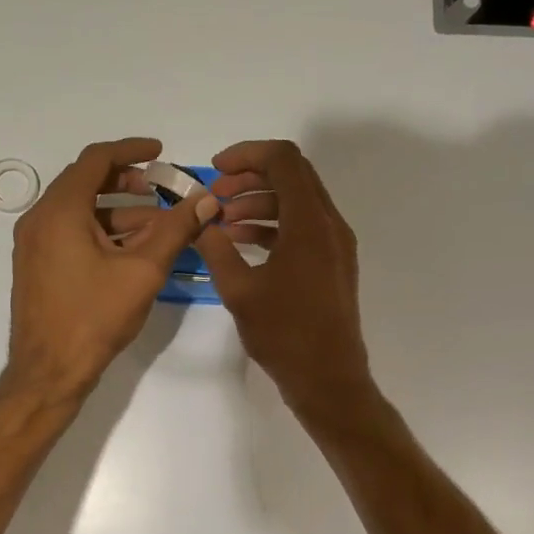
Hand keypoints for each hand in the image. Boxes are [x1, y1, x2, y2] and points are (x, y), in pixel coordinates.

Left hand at [4, 137, 216, 404]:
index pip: (96, 159)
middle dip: (127, 181)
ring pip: (80, 211)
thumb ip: (176, 229)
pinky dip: (102, 231)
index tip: (161, 152)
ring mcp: (34, 244)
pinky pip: (70, 233)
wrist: (48, 372)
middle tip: (161, 189)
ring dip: (118, 211)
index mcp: (60, 211)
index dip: (132, 150)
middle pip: (85, 182)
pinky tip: (133, 250)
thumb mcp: (143, 271)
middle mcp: (39, 219)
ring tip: (158, 224)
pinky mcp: (37, 266)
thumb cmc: (94, 318)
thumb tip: (207, 200)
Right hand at [197, 139, 375, 417]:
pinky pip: (302, 227)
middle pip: (292, 175)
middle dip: (249, 177)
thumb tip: (198, 220)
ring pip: (297, 202)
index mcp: (309, 223)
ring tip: (223, 222)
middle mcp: (329, 224)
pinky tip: (242, 243)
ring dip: (259, 202)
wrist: (328, 379)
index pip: (283, 159)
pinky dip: (273, 225)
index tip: (214, 171)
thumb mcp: (239, 290)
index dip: (246, 154)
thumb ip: (215, 248)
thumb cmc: (284, 334)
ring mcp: (335, 244)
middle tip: (215, 196)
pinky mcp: (333, 263)